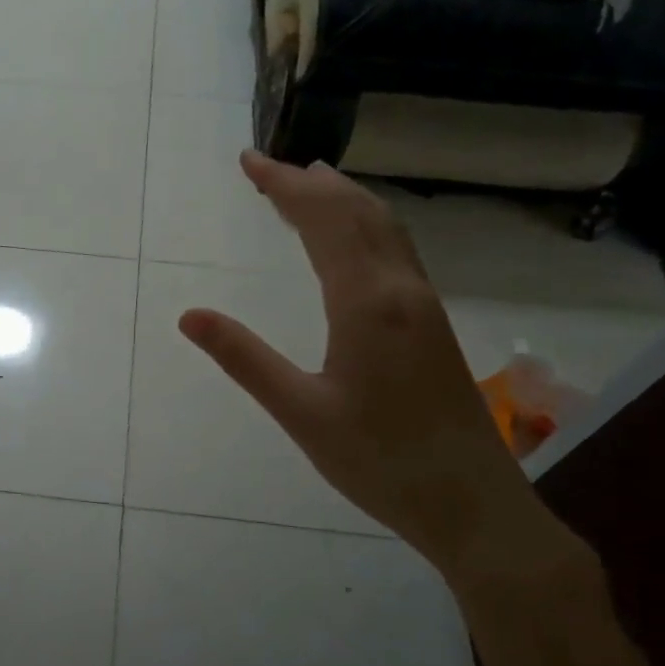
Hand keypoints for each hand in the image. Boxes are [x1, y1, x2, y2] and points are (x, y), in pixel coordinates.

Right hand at [178, 152, 540, 583]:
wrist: (473, 505)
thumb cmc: (380, 462)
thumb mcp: (301, 414)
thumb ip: (245, 359)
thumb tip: (190, 315)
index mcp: (366, 302)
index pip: (322, 221)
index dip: (284, 185)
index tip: (248, 161)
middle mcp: (400, 289)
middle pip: (357, 212)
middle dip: (310, 182)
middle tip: (268, 165)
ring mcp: (423, 304)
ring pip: (384, 227)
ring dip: (344, 198)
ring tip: (309, 182)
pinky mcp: (433, 324)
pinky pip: (396, 249)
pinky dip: (366, 223)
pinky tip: (355, 238)